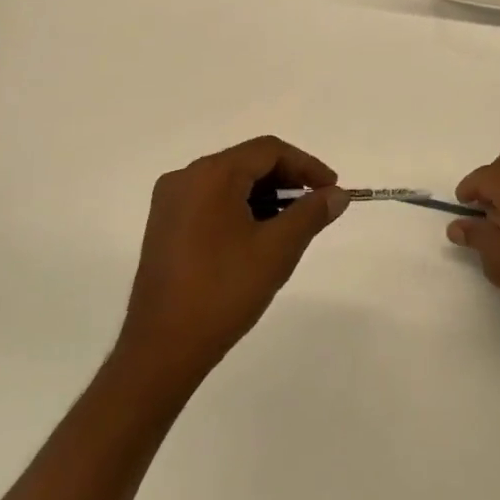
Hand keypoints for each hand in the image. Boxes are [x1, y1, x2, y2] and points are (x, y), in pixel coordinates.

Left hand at [117, 136, 348, 388]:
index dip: (306, 165)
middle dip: (287, 181)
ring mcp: (170, 203)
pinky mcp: (164, 227)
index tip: (333, 190)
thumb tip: (337, 194)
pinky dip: (240, 210)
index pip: (268, 151)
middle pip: (247, 163)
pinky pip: (210, 202)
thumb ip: (311, 213)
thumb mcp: (277, 250)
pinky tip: (259, 237)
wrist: (162, 348)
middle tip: (316, 207)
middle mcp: (185, 178)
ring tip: (293, 226)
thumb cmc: (224, 291)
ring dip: (265, 196)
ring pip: (229, 183)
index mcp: (210, 175)